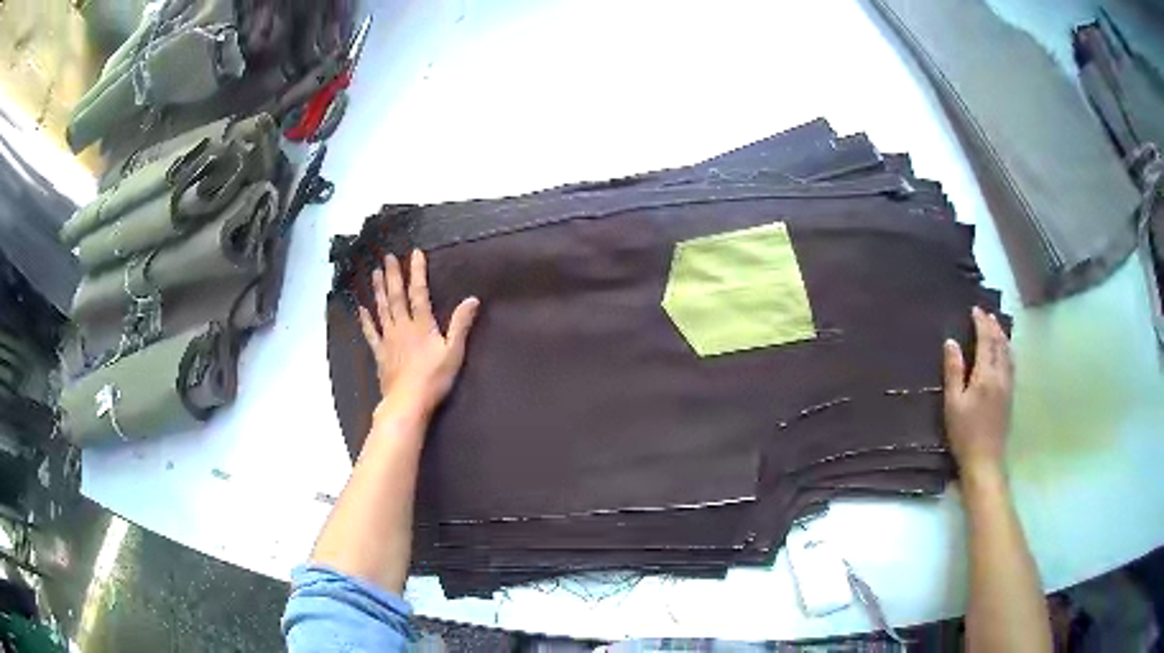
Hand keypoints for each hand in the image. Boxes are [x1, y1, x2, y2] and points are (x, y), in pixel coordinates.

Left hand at [358, 250, 479, 421]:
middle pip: (396, 296)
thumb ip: (461, 324)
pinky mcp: (380, 353)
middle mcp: (402, 326)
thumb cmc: (434, 378)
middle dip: (393, 275)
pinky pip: (371, 332)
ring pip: (382, 309)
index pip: (419, 292)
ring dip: (379, 290)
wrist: (408, 402)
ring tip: (375, 272)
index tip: (414, 253)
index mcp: (422, 324)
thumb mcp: (454, 352)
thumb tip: (472, 299)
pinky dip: (366, 319)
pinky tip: (361, 308)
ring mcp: (388, 339)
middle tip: (387, 256)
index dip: (417, 272)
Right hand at [943, 307, 1014, 480]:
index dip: (981, 323)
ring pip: (1008, 353)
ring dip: (1002, 336)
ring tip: (996, 326)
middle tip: (985, 314)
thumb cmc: (965, 433)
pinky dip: (1007, 350)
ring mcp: (1008, 386)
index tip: (975, 309)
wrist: (985, 460)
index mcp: (986, 375)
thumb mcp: (953, 403)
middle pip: (1000, 343)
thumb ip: (954, 371)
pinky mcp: (1010, 396)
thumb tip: (951, 342)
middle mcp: (1000, 375)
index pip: (986, 340)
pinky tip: (1004, 352)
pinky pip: (1011, 363)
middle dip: (993, 326)